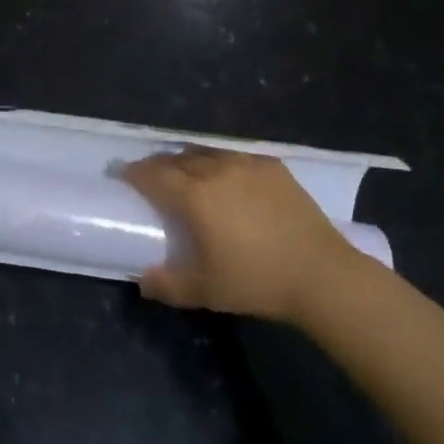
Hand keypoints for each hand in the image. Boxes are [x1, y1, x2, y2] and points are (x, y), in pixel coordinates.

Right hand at [122, 147, 365, 321]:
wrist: (321, 274)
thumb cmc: (256, 280)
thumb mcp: (204, 290)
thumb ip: (167, 284)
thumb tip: (142, 280)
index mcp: (194, 195)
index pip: (153, 174)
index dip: (134, 173)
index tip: (123, 175)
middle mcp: (216, 170)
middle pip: (177, 159)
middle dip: (159, 165)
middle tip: (151, 176)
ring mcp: (246, 164)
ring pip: (207, 153)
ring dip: (189, 160)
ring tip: (186, 172)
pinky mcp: (273, 167)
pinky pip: (236, 157)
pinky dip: (222, 163)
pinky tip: (227, 176)